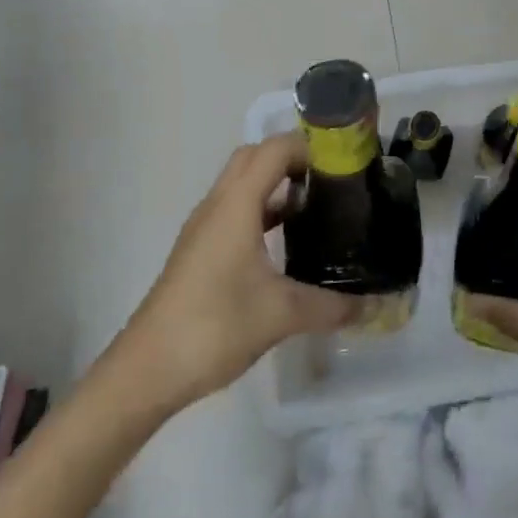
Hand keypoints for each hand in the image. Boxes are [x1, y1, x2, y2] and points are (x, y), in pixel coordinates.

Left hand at [106, 135, 364, 412]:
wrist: (146, 371)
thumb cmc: (214, 327)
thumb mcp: (281, 314)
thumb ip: (331, 306)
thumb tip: (371, 306)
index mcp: (236, 205)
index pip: (274, 149)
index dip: (310, 146)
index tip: (344, 163)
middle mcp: (218, 205)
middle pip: (255, 157)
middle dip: (293, 159)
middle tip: (331, 180)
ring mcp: (204, 228)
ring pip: (243, 184)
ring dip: (277, 184)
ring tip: (317, 207)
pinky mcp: (199, 250)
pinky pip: (235, 210)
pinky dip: (263, 210)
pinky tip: (286, 242)